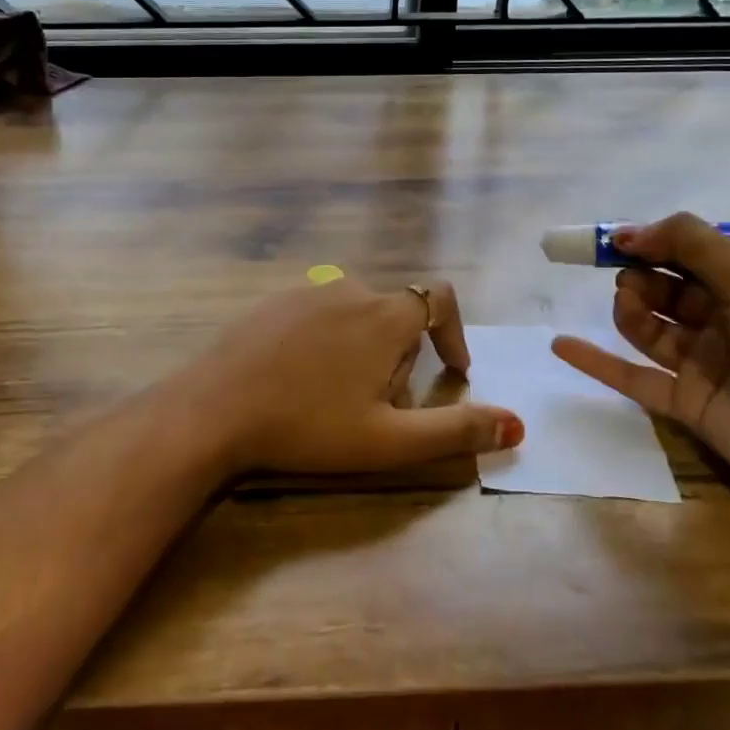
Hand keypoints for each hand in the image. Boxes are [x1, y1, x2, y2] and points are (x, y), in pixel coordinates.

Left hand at [172, 277, 524, 476]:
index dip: (454, 333)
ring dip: (363, 347)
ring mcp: (305, 291)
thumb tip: (517, 425)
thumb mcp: (389, 440)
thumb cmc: (308, 426)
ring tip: (337, 397)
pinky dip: (325, 340)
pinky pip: (316, 313)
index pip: (440, 300)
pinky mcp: (270, 301)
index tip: (452, 372)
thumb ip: (456, 430)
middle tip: (378, 407)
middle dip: (401, 356)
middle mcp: (349, 289)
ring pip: (355, 313)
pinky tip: (298, 380)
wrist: (213, 409)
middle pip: (396, 314)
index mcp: (384, 316)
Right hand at [552, 213, 729, 546]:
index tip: (614, 240)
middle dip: (640, 275)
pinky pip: (633, 377)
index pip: (688, 254)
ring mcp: (704, 364)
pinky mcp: (687, 405)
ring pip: (648, 328)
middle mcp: (724, 321)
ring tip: (627, 307)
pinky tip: (560, 344)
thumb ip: (692, 246)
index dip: (651, 242)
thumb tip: (628, 232)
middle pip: (664, 288)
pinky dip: (597, 362)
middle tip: (629, 279)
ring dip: (628, 310)